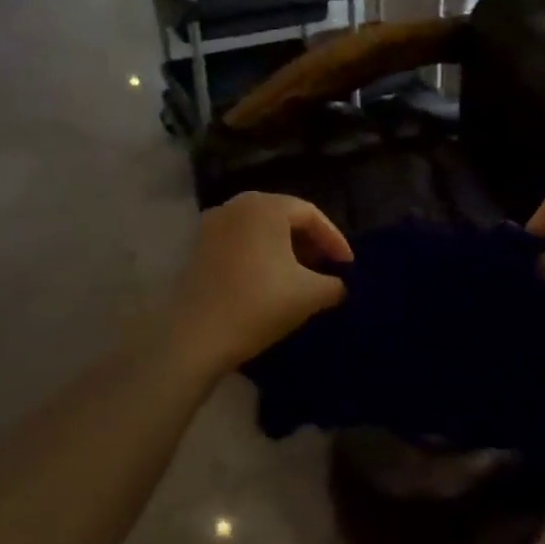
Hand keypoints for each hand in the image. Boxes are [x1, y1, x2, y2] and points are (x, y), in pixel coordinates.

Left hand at [167, 193, 351, 371]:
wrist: (195, 338)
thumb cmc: (259, 304)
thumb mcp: (311, 295)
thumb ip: (335, 284)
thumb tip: (339, 285)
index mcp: (266, 206)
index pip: (311, 215)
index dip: (335, 240)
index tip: (348, 267)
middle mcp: (236, 205)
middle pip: (284, 218)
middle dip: (310, 243)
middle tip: (327, 268)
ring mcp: (211, 225)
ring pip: (260, 231)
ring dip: (284, 250)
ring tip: (301, 276)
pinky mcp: (197, 249)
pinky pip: (240, 243)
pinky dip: (260, 256)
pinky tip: (270, 282)